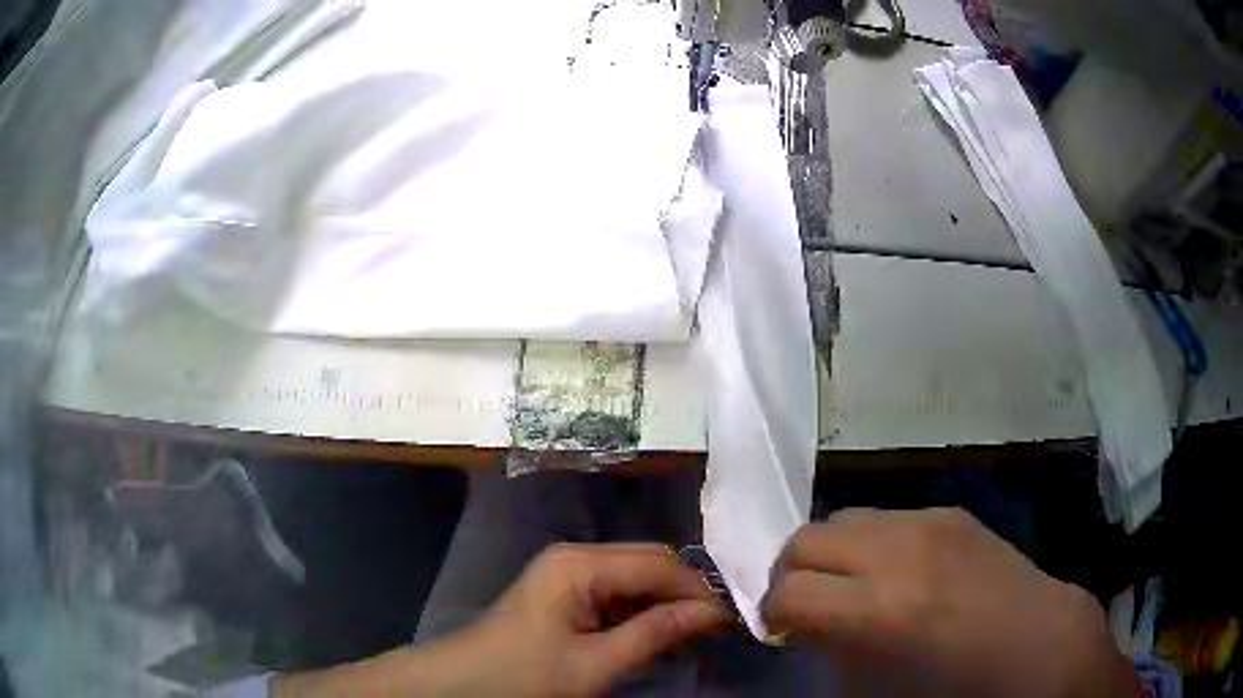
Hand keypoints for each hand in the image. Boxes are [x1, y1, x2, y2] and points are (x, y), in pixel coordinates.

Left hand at [453, 543, 728, 696]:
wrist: (464, 683)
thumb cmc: (525, 675)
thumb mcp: (594, 663)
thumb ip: (654, 633)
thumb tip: (711, 612)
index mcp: (580, 564)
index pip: (658, 564)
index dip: (697, 590)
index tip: (729, 619)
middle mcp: (576, 556)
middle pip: (647, 562)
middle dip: (682, 592)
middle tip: (713, 627)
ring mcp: (568, 572)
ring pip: (633, 576)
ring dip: (663, 602)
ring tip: (691, 633)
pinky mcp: (564, 591)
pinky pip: (615, 592)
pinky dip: (639, 610)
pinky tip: (654, 633)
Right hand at [762, 509, 1143, 697]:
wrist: (1038, 639)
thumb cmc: (959, 681)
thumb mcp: (881, 685)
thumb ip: (833, 648)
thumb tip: (803, 627)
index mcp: (884, 607)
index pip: (790, 593)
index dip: (770, 614)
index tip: (779, 631)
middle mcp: (901, 550)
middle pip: (805, 539)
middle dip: (789, 575)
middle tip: (802, 606)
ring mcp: (929, 521)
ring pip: (842, 518)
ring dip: (828, 554)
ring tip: (846, 585)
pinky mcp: (949, 510)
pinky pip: (886, 517)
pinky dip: (869, 543)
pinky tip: (894, 571)